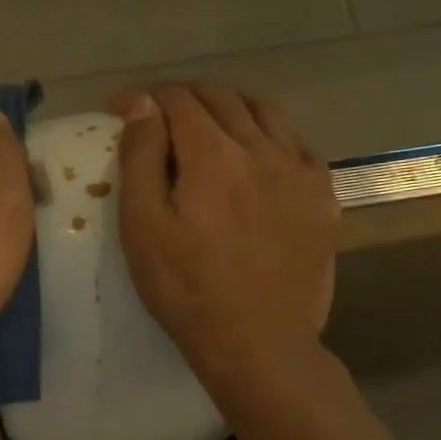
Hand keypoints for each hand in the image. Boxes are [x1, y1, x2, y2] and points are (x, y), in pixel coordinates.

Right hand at [110, 83, 339, 389]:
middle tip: (156, 113)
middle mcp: (262, 149)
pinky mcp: (323, 197)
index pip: (177, 101)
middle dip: (183, 96)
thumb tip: (140, 103)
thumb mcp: (143, 228)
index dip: (143, 97)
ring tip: (208, 121)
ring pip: (266, 111)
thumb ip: (141, 158)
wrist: (258, 344)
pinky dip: (271, 133)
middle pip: (222, 98)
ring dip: (230, 105)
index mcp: (213, 155)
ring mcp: (300, 172)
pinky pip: (298, 143)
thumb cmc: (186, 290)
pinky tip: (259, 154)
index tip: (117, 107)